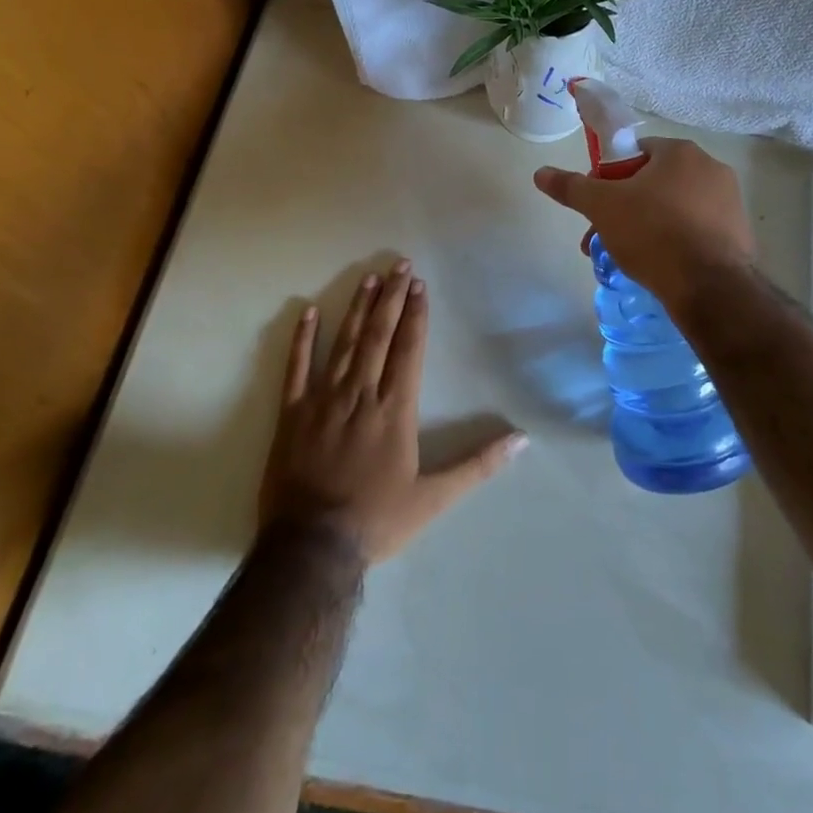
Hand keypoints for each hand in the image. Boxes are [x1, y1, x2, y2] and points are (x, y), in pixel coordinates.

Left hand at [259, 261, 525, 564]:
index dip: (416, 315)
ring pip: (343, 344)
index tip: (420, 286)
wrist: (312, 548)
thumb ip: (478, 465)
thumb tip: (521, 441)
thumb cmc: (377, 520)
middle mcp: (361, 394)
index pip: (408, 350)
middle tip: (399, 264)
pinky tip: (308, 311)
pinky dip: (302, 339)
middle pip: (378, 336)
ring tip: (368, 278)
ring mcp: (323, 401)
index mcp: (395, 410)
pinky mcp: (292, 414)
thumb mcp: (435, 498)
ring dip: (357, 308)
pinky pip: (296, 369)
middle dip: (392, 298)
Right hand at [532, 138, 754, 308]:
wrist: (710, 287)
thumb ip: (572, 187)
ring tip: (629, 259)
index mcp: (681, 152)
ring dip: (648, 226)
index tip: (597, 207)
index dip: (609, 178)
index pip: (634, 153)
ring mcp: (730, 202)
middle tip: (606, 239)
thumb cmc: (653, 234)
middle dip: (625, 209)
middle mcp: (711, 168)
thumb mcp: (603, 207)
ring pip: (675, 208)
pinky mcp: (739, 234)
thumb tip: (541, 172)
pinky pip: (697, 230)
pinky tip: (661, 267)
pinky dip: (676, 242)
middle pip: (654, 183)